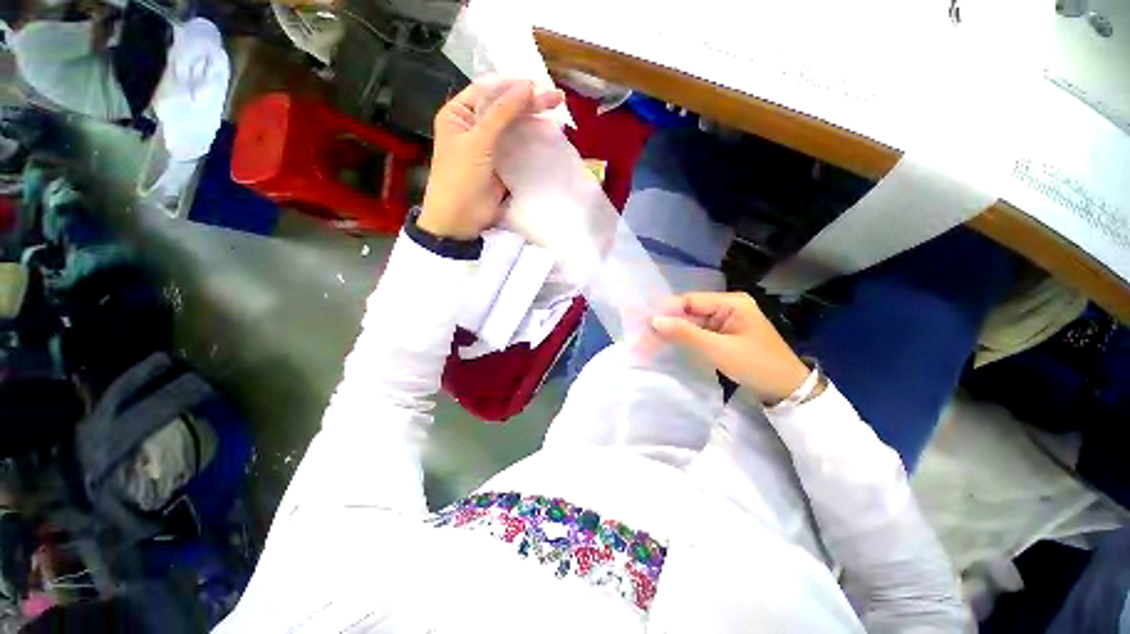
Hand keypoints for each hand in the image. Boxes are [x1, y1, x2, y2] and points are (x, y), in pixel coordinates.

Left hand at [419, 77, 564, 239]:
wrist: (460, 219)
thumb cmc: (460, 177)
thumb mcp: (478, 141)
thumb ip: (502, 113)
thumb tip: (527, 86)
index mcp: (459, 114)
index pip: (488, 91)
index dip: (512, 86)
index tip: (538, 85)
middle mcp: (473, 126)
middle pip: (503, 108)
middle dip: (528, 103)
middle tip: (556, 99)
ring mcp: (489, 147)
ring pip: (513, 128)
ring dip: (533, 121)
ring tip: (557, 114)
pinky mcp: (501, 165)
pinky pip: (518, 148)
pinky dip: (532, 142)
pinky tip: (547, 135)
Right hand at [650, 292, 811, 404]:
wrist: (787, 390)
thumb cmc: (756, 365)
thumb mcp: (718, 349)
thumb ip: (685, 333)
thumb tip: (653, 321)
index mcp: (730, 302)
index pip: (690, 301)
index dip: (666, 310)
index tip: (643, 322)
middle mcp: (727, 307)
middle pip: (689, 312)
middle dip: (666, 324)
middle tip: (642, 336)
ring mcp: (725, 321)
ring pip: (691, 323)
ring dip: (672, 333)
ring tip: (648, 343)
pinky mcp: (724, 334)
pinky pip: (698, 333)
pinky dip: (683, 340)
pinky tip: (667, 345)